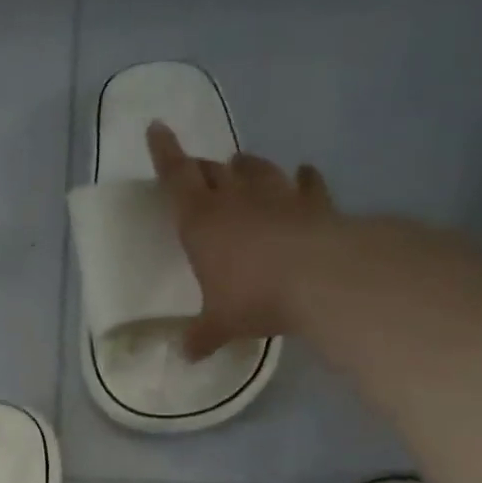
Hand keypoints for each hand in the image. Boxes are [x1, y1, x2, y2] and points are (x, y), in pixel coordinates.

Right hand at [147, 120, 336, 358]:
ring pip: (257, 170)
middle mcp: (236, 200)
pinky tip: (304, 174)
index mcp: (201, 221)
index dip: (164, 152)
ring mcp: (279, 197)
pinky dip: (303, 179)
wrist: (324, 279)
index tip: (157, 127)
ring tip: (240, 164)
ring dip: (246, 166)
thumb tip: (186, 356)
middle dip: (201, 168)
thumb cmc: (254, 296)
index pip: (176, 176)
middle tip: (196, 169)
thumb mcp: (220, 324)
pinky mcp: (316, 205)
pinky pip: (307, 185)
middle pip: (213, 171)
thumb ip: (202, 336)